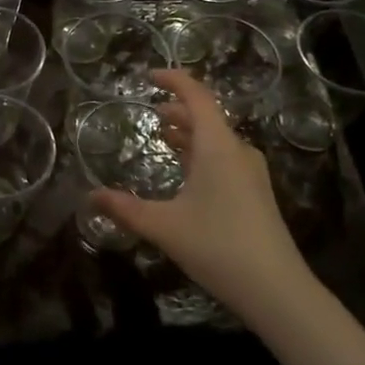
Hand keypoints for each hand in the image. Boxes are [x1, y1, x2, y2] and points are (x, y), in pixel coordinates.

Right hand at [93, 70, 307, 316]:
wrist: (275, 288)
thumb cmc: (217, 246)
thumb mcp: (163, 226)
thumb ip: (125, 209)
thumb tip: (90, 196)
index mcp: (218, 146)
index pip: (197, 96)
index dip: (174, 80)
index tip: (149, 76)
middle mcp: (238, 151)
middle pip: (207, 116)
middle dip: (179, 110)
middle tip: (151, 112)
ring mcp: (251, 173)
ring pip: (217, 139)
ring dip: (191, 133)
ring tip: (166, 136)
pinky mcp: (255, 193)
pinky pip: (225, 158)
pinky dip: (202, 153)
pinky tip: (188, 173)